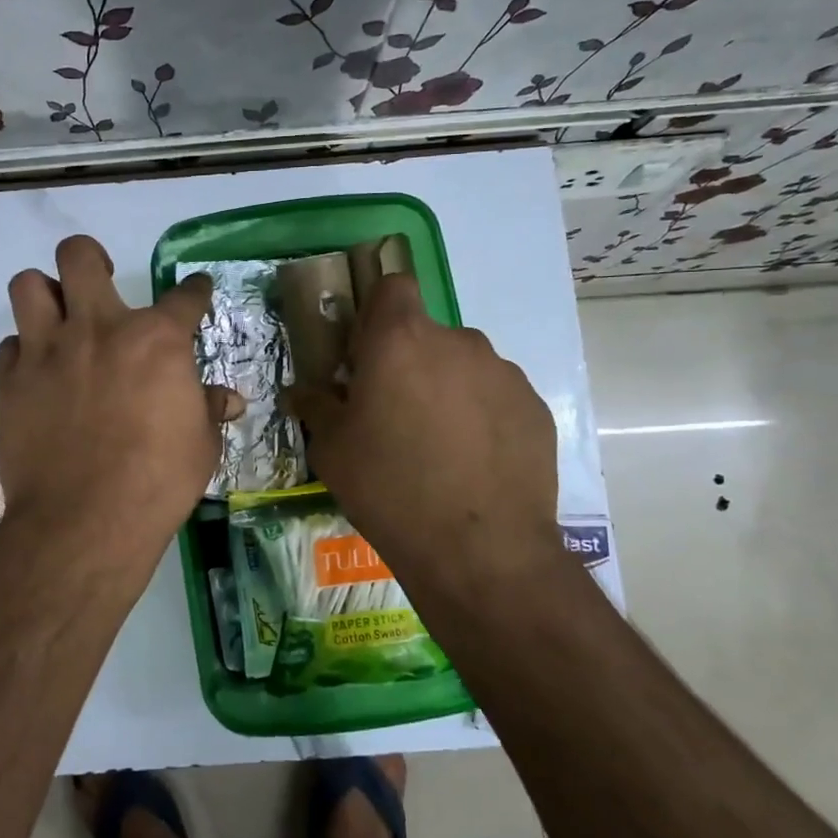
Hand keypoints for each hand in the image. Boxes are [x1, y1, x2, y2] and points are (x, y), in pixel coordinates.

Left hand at [0, 235, 236, 569]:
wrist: (84, 521)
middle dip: (91, 257)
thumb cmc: (157, 482)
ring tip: (57, 317)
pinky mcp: (9, 381)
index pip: (184, 296)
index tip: (195, 291)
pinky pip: (10, 345)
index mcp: (156, 340)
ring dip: (45, 294)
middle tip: (99, 279)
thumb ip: (208, 410)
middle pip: (80, 256)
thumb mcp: (200, 446)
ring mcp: (47, 351)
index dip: (195, 291)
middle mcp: (98, 328)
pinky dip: (25, 352)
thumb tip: (229, 399)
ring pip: (29, 285)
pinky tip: (37, 373)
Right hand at [292, 274, 562, 594]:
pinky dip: (483, 418)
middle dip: (409, 363)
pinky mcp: (535, 408)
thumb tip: (302, 391)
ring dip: (447, 391)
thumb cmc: (389, 489)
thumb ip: (316, 407)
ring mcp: (503, 373)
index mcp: (400, 340)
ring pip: (464, 367)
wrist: (480, 551)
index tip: (366, 356)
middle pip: (427, 335)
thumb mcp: (332, 451)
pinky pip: (497, 399)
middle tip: (396, 416)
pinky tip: (474, 466)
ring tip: (440, 449)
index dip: (377, 313)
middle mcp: (457, 342)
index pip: (393, 286)